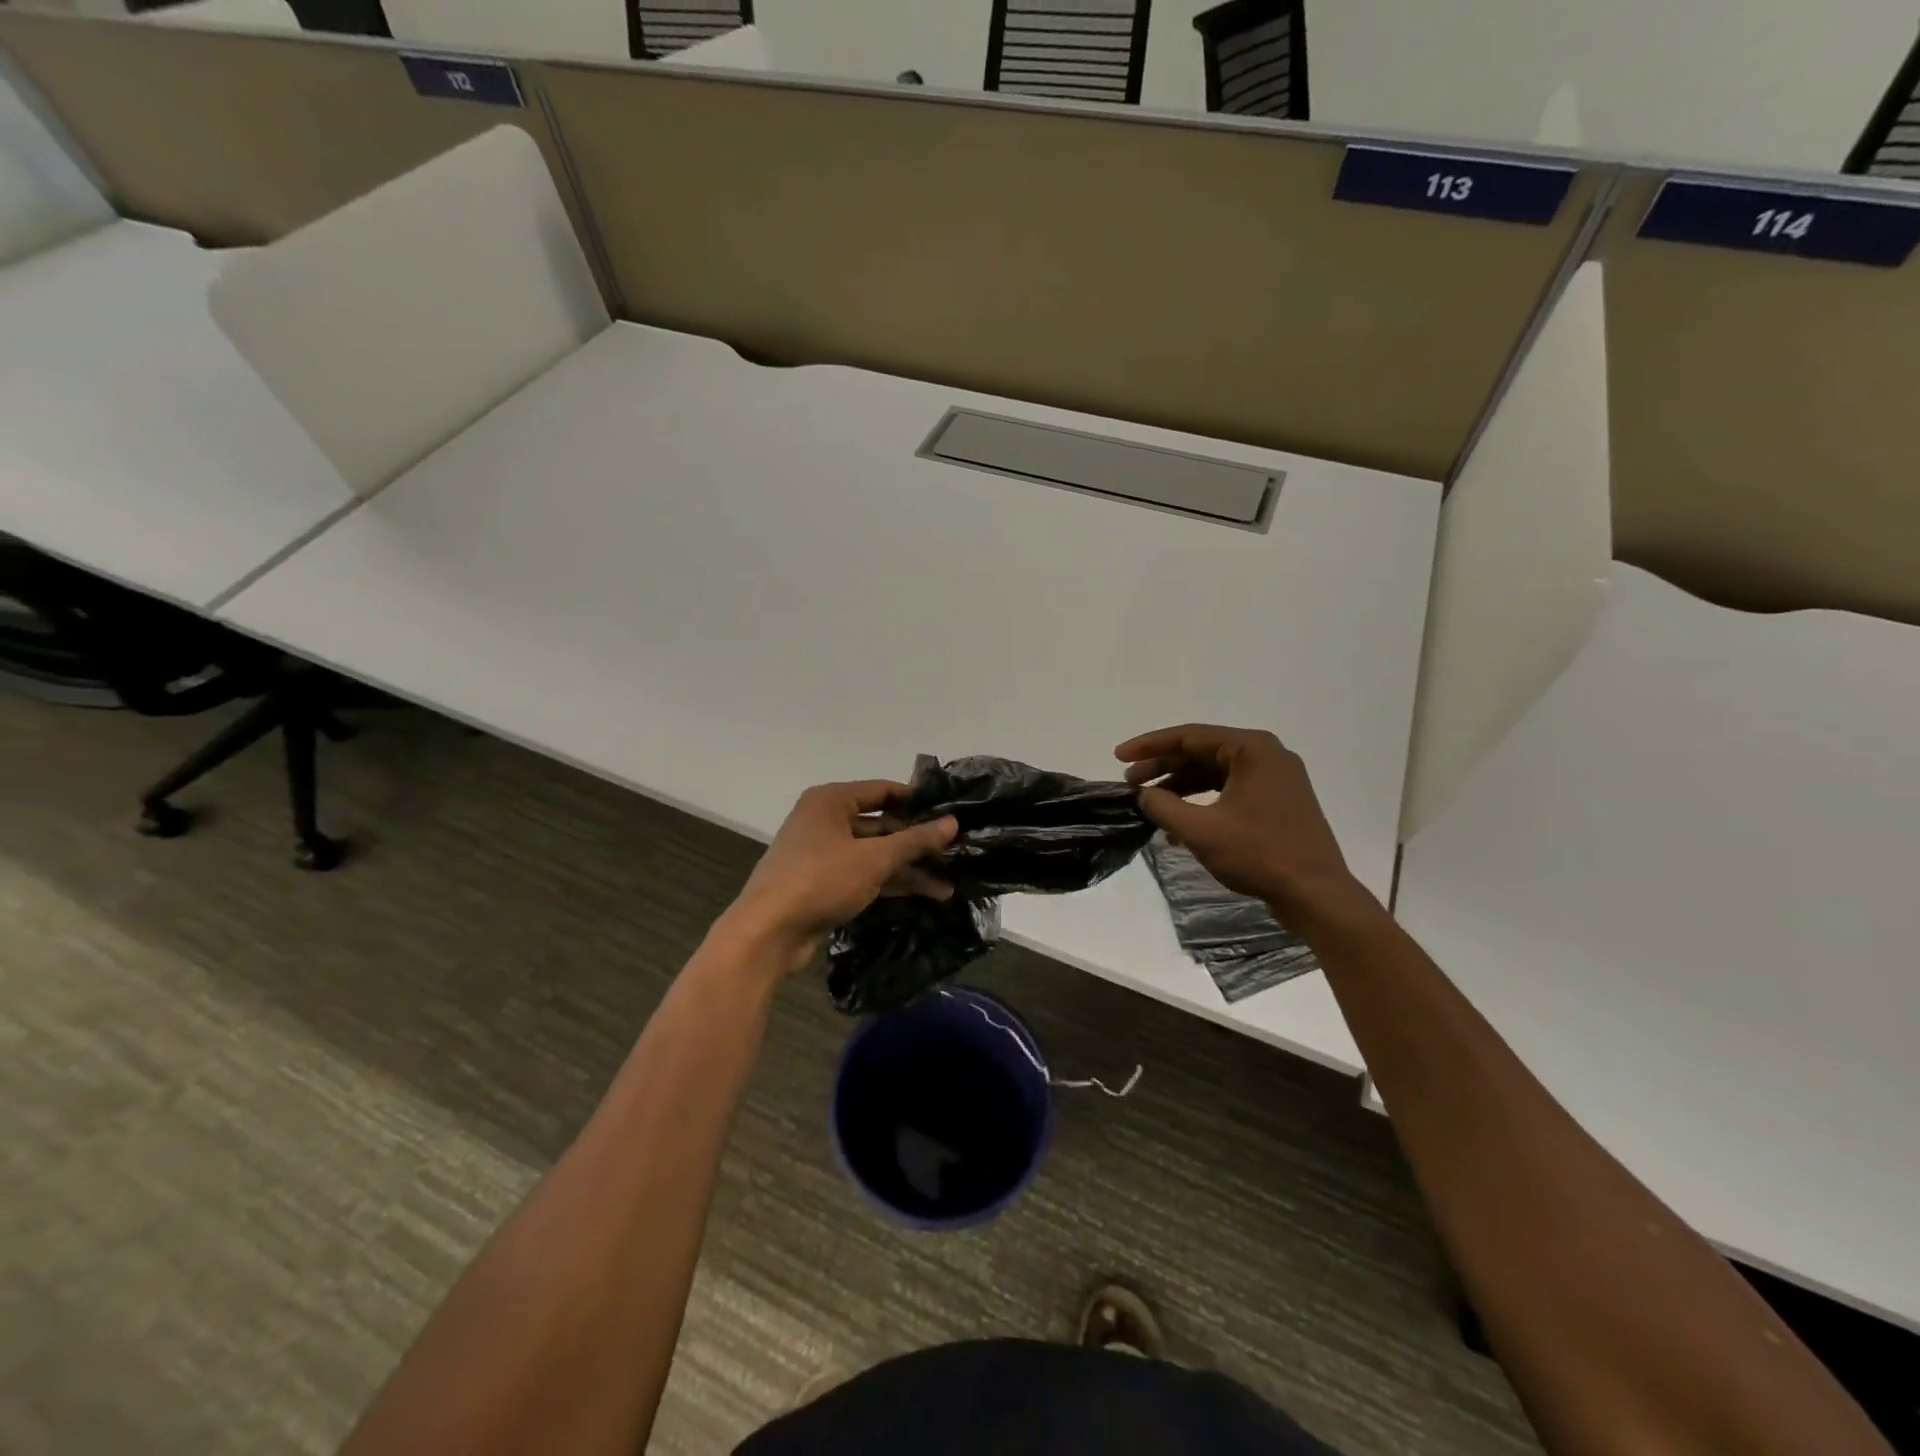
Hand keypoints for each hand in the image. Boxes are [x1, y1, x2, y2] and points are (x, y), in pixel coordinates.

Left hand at [722, 781, 958, 971]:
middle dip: (917, 841)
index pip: (883, 790)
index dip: (917, 800)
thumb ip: (914, 840)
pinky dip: (891, 882)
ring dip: (909, 867)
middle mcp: (825, 820)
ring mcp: (823, 853)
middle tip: (955, 851)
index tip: (951, 811)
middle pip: (881, 824)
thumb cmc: (820, 880)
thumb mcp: (873, 859)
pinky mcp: (824, 883)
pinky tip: (925, 895)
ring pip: (875, 853)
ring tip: (948, 883)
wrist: (768, 933)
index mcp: (831, 800)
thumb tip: (952, 823)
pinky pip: (865, 874)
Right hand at [1115, 724, 1363, 922]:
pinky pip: (1230, 791)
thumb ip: (1163, 806)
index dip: (1149, 746)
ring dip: (1180, 786)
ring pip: (1215, 773)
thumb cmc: (1259, 854)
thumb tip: (1142, 794)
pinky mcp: (1277, 803)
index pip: (1189, 736)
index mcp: (1252, 749)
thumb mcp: (1200, 830)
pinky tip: (1178, 824)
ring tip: (1149, 802)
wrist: (1316, 894)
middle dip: (1163, 767)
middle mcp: (1267, 756)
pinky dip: (1202, 802)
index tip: (1119, 756)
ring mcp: (1275, 780)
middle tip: (1130, 782)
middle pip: (1202, 752)